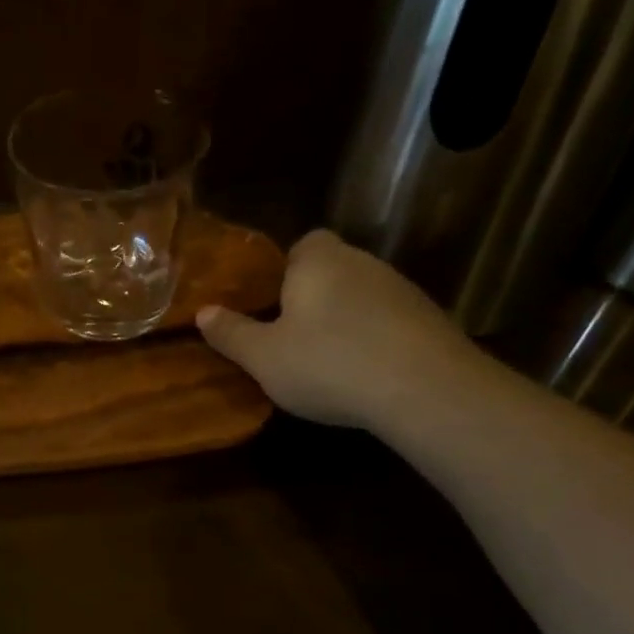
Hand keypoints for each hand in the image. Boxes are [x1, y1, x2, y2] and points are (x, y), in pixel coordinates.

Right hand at [197, 229, 483, 429]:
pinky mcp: (430, 319)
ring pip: (361, 297)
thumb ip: (231, 334)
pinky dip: (375, 340)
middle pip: (332, 271)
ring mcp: (401, 289)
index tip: (273, 306)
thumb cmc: (328, 364)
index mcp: (318, 261)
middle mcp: (362, 262)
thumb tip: (203, 312)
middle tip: (291, 339)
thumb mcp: (264, 357)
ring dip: (345, 321)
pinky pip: (388, 322)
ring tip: (328, 363)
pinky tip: (366, 374)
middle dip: (312, 298)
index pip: (303, 244)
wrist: (424, 389)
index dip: (286, 272)